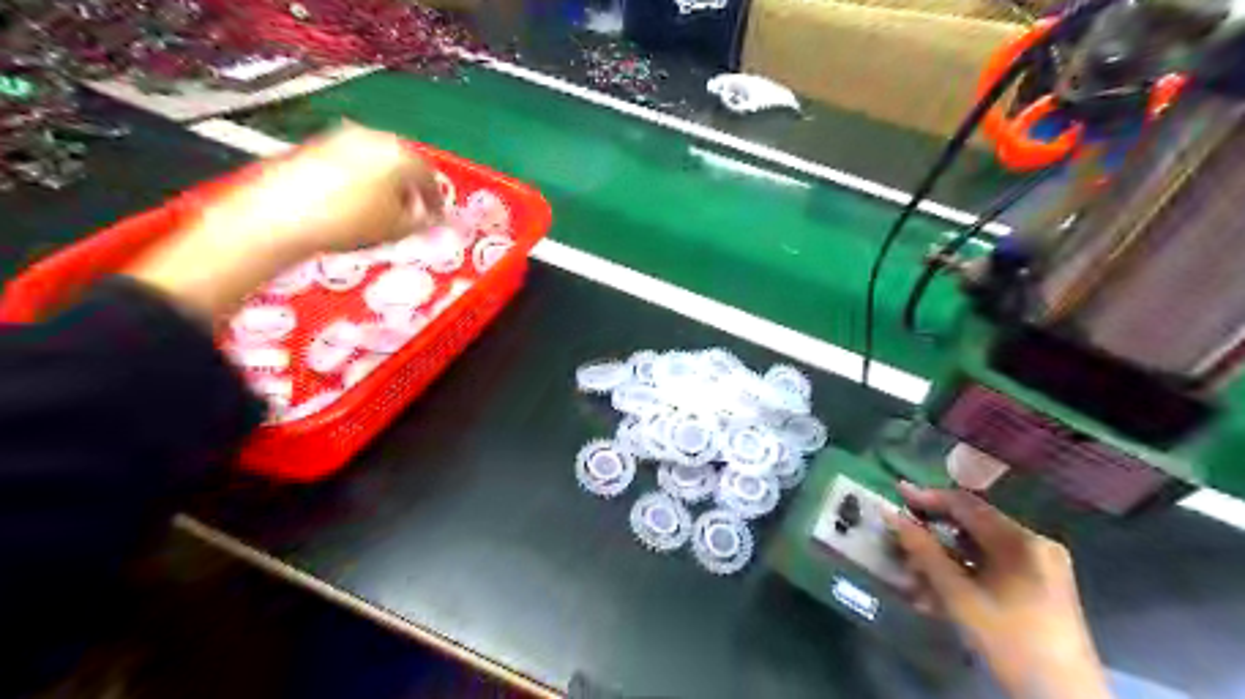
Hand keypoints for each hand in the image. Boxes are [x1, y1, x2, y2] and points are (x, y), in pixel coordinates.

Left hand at [194, 123, 447, 260]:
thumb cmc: (347, 221)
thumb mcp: (397, 229)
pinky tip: (355, 205)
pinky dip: (362, 181)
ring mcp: (341, 138)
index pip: (430, 176)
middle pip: (403, 163)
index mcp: (399, 154)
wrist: (281, 216)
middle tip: (411, 214)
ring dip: (386, 185)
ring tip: (382, 213)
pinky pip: (352, 162)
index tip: (435, 217)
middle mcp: (372, 138)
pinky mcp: (316, 147)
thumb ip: (423, 221)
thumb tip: (431, 218)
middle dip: (409, 190)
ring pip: (377, 161)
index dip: (435, 201)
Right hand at [884, 482, 1107, 697]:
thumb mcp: (959, 597)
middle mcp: (1035, 544)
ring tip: (914, 569)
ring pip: (980, 547)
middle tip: (902, 535)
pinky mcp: (1041, 584)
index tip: (897, 493)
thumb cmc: (1009, 642)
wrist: (1063, 698)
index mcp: (1021, 541)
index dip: (928, 496)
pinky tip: (939, 587)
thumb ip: (924, 552)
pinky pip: (993, 564)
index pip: (966, 504)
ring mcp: (1041, 564)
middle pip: (973, 525)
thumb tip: (893, 517)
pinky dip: (965, 570)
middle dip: (934, 531)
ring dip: (944, 555)